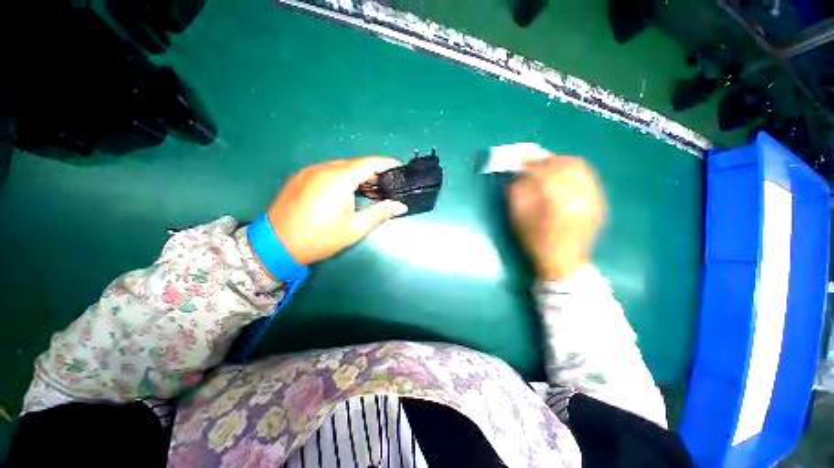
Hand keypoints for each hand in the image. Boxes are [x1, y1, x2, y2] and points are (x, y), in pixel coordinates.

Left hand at [266, 157, 407, 264]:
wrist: (275, 245)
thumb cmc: (319, 239)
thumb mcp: (354, 229)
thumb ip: (380, 213)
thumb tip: (401, 206)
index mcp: (338, 180)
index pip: (368, 163)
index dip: (386, 163)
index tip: (400, 167)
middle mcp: (323, 168)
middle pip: (355, 163)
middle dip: (374, 171)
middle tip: (388, 183)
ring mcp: (309, 171)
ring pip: (341, 166)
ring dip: (358, 174)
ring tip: (370, 188)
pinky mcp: (300, 176)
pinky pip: (328, 170)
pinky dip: (343, 176)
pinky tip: (347, 190)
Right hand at [508, 156, 605, 280]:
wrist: (564, 263)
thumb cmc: (536, 243)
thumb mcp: (519, 221)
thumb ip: (517, 194)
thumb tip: (519, 175)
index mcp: (560, 203)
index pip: (547, 173)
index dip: (532, 164)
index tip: (521, 162)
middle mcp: (583, 197)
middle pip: (568, 164)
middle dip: (548, 160)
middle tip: (534, 163)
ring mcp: (595, 198)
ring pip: (581, 168)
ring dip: (561, 163)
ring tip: (547, 168)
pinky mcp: (599, 201)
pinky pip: (588, 177)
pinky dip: (573, 172)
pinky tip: (562, 178)